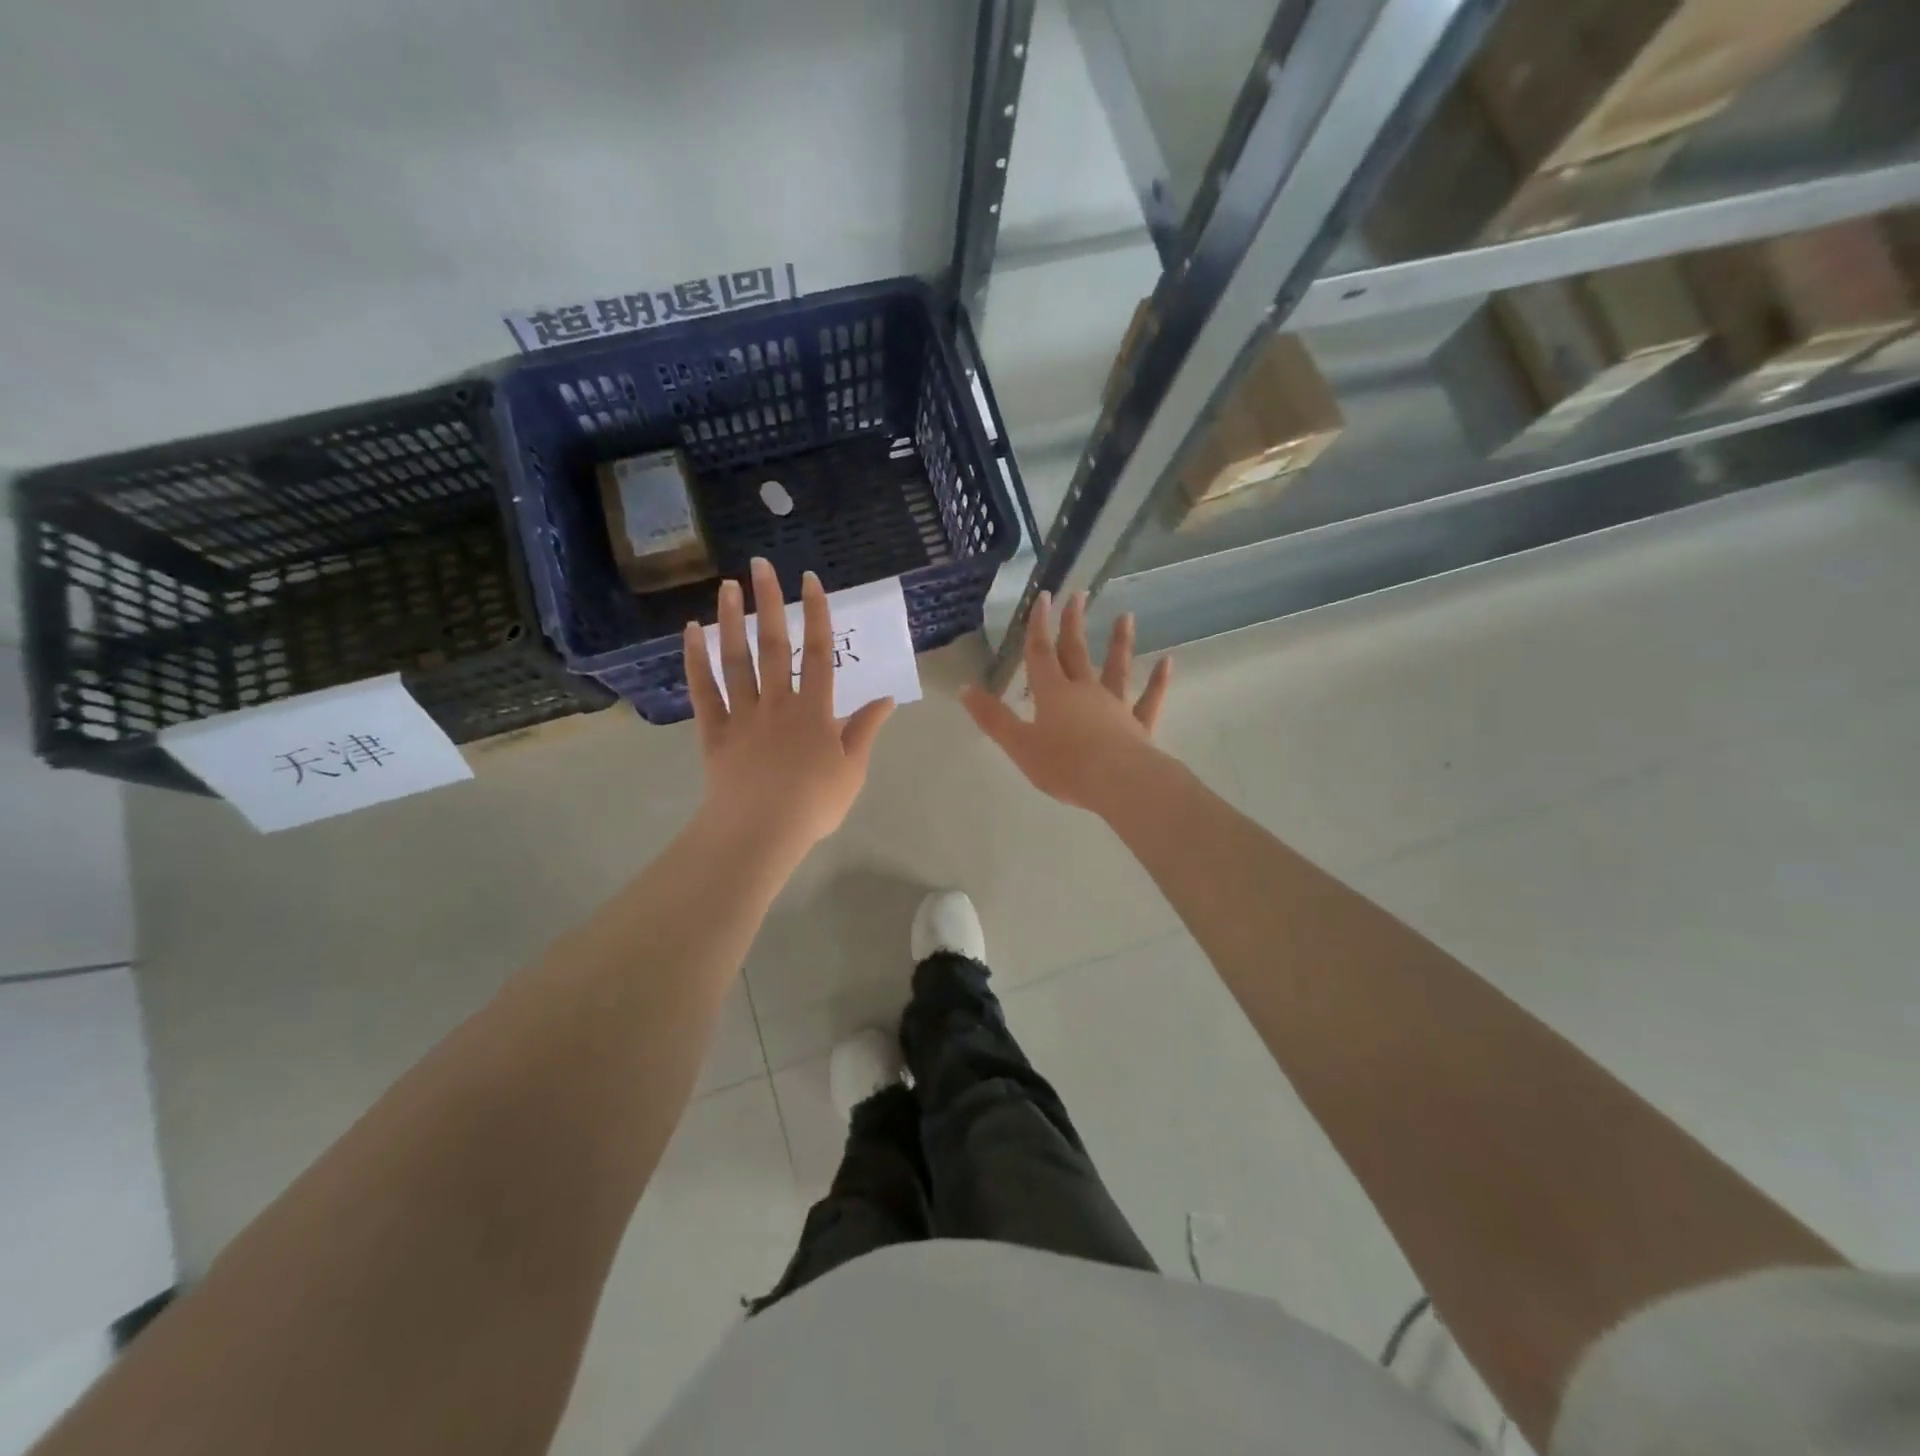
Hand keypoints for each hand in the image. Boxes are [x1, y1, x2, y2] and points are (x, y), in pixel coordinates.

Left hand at [683, 559, 893, 861]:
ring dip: (731, 621)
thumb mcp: (853, 769)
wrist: (761, 832)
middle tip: (761, 565)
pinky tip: (691, 631)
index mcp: (815, 710)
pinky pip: (704, 690)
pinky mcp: (715, 730)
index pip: (819, 652)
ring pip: (736, 659)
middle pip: (775, 645)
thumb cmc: (814, 804)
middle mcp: (778, 701)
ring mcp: (743, 713)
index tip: (811, 581)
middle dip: (770, 602)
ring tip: (727, 586)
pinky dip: (695, 660)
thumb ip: (866, 729)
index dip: (817, 614)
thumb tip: (886, 699)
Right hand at [961, 590, 1171, 814]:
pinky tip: (1167, 662)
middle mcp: (1085, 691)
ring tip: (1126, 616)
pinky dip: (1158, 681)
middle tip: (1079, 594)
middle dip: (1074, 623)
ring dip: (1119, 643)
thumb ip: (992, 717)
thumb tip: (964, 687)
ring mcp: (1115, 706)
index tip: (1043, 596)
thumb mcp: (1019, 744)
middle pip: (1077, 652)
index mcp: (1053, 694)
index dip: (1039, 625)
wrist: (1117, 782)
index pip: (1041, 653)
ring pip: (1117, 669)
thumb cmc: (1064, 765)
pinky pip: (1149, 699)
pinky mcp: (1139, 725)